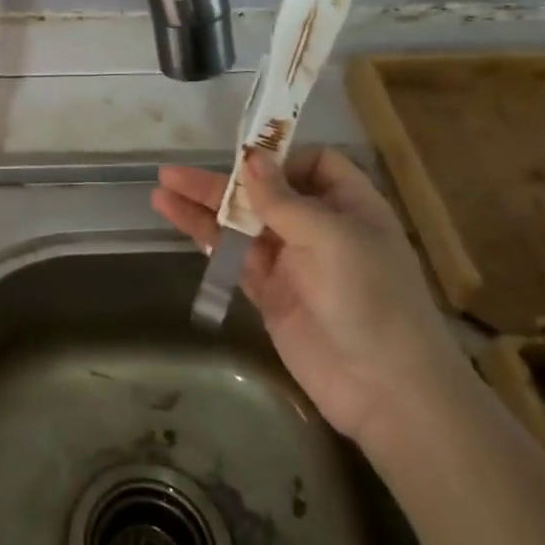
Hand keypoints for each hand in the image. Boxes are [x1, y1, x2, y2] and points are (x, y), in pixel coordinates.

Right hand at [152, 147, 467, 443]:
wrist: (383, 387)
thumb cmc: (368, 296)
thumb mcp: (329, 236)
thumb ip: (282, 198)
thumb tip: (251, 157)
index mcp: (348, 205)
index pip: (313, 164)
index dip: (279, 159)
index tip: (244, 162)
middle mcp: (320, 228)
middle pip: (264, 193)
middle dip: (221, 182)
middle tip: (172, 174)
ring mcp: (293, 263)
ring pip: (242, 225)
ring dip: (203, 208)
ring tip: (161, 194)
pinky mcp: (270, 294)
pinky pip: (235, 258)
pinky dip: (208, 240)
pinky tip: (180, 223)